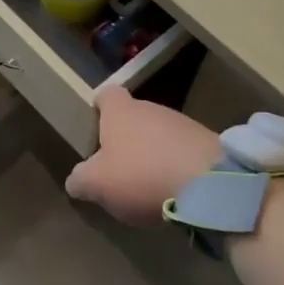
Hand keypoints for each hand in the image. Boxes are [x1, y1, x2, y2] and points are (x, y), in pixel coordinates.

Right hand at [65, 86, 220, 226]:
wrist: (207, 183)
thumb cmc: (141, 175)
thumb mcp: (97, 184)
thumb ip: (80, 180)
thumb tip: (76, 180)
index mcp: (120, 111)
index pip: (106, 94)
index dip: (99, 108)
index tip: (96, 127)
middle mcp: (150, 107)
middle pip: (133, 115)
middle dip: (126, 138)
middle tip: (119, 168)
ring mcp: (181, 122)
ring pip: (159, 133)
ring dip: (153, 153)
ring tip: (148, 185)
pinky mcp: (205, 142)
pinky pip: (182, 150)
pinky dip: (175, 165)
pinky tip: (174, 190)